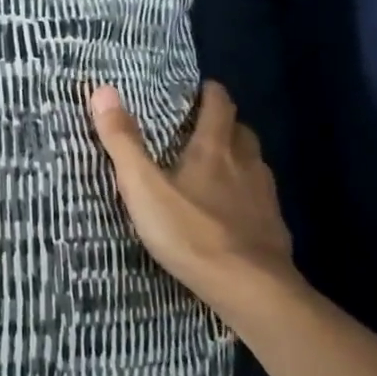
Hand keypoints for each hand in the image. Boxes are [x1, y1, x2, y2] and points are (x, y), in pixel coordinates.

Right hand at [90, 80, 304, 324]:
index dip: (211, 93)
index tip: (202, 88)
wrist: (250, 287)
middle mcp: (245, 165)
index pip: (219, 106)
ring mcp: (264, 197)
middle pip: (241, 131)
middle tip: (204, 126)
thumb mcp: (143, 187)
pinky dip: (247, 194)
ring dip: (238, 157)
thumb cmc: (190, 232)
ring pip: (254, 164)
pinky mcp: (273, 228)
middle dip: (225, 123)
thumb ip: (122, 141)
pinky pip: (260, 198)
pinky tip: (234, 211)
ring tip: (217, 166)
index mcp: (214, 149)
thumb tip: (103, 90)